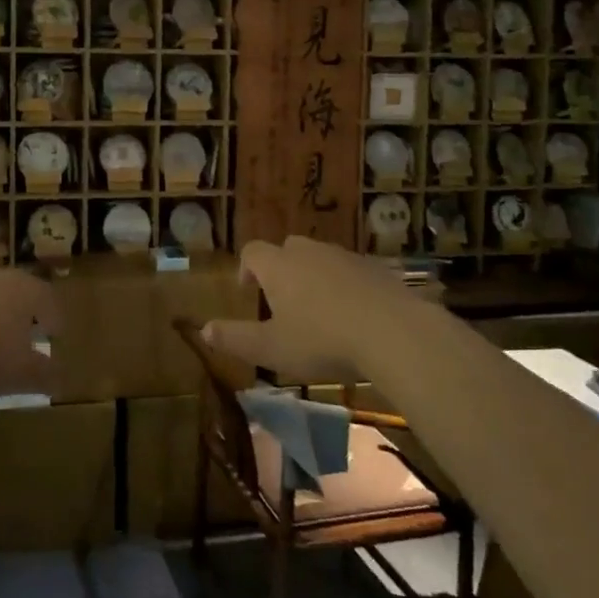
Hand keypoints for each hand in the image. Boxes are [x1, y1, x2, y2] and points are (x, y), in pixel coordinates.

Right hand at [200, 237, 427, 384]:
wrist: (394, 332)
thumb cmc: (322, 340)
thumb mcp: (272, 349)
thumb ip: (235, 339)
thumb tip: (203, 330)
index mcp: (279, 266)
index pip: (252, 252)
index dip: (246, 268)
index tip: (248, 290)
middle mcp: (310, 252)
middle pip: (287, 249)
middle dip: (281, 269)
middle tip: (283, 300)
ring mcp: (346, 257)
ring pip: (322, 258)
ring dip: (315, 277)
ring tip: (320, 310)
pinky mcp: (377, 268)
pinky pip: (352, 271)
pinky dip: (346, 285)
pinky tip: (355, 314)